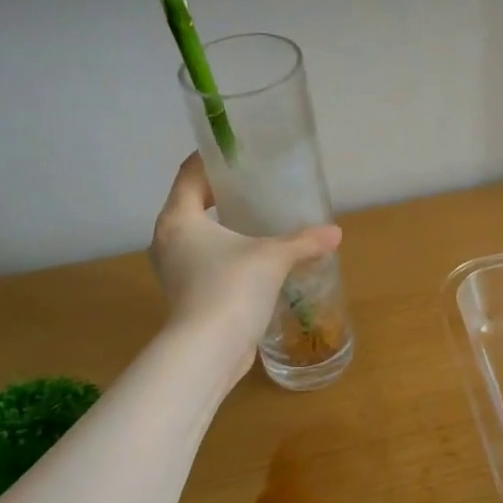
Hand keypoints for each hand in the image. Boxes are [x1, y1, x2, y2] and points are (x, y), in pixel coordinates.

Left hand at [151, 154, 341, 379]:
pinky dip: (223, 255)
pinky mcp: (185, 294)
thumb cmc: (231, 288)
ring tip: (256, 222)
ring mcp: (173, 270)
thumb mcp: (273, 258)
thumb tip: (335, 233)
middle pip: (191, 204)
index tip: (234, 151)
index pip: (189, 174)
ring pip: (197, 236)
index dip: (209, 159)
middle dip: (220, 194)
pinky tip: (252, 261)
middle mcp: (168, 239)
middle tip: (253, 186)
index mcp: (179, 218)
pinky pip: (203, 262)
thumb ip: (303, 241)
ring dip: (222, 228)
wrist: (208, 350)